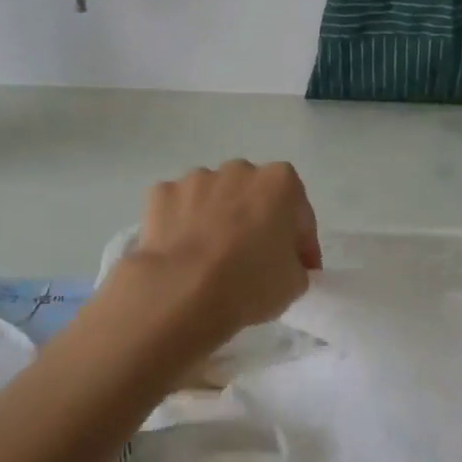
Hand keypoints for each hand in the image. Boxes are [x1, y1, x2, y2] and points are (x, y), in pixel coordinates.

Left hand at [109, 161, 321, 353]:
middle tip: (253, 259)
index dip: (301, 244)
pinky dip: (180, 224)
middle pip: (252, 196)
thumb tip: (284, 263)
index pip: (299, 213)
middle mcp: (238, 170)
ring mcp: (195, 178)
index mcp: (279, 182)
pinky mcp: (161, 194)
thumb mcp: (295, 283)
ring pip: (212, 198)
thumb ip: (295, 263)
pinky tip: (181, 253)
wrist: (183, 291)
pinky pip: (178, 208)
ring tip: (210, 258)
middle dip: (255, 221)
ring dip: (216, 219)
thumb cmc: (250, 283)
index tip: (298, 269)